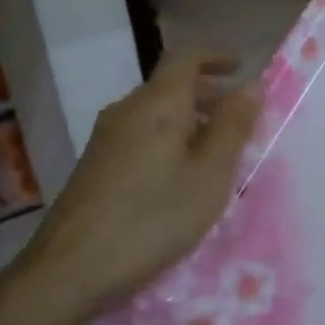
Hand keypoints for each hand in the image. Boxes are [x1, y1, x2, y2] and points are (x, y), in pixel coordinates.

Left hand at [0, 51, 259, 324]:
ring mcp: (105, 138)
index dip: (214, 57)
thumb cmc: (154, 217)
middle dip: (206, 92)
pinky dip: (169, 138)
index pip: (185, 59)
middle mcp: (126, 111)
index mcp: (158, 104)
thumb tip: (252, 84)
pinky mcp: (95, 165)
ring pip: (154, 112)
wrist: (72, 268)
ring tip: (216, 148)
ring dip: (188, 118)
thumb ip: (233, 127)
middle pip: (169, 85)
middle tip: (239, 115)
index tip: (241, 67)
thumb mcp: (210, 174)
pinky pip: (141, 135)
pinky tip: (180, 175)